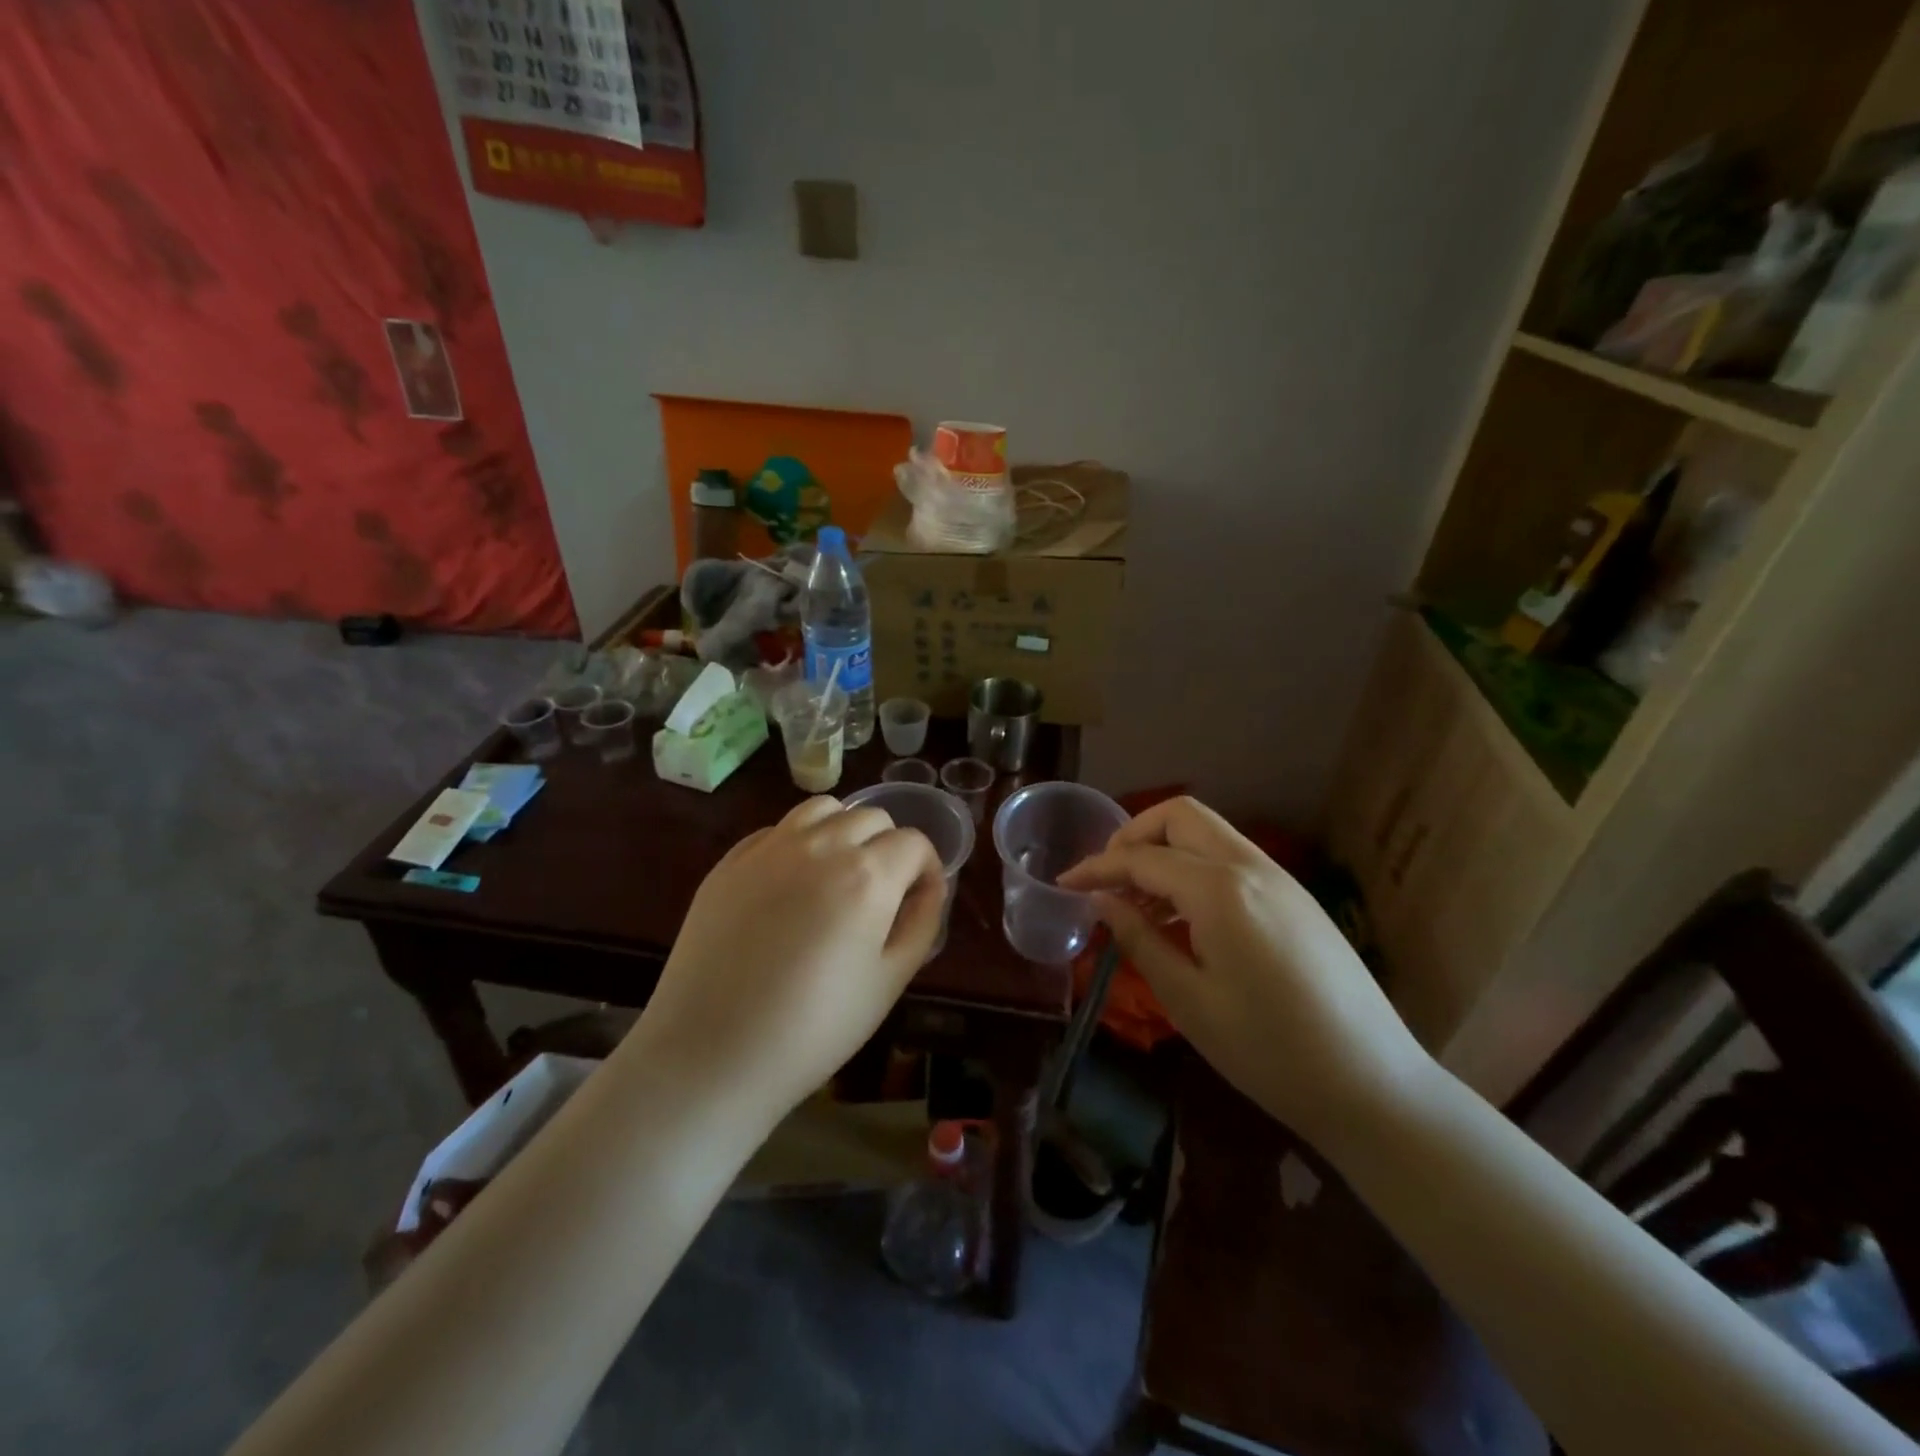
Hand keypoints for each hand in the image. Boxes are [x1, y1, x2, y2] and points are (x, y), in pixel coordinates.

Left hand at [634, 796, 946, 1125]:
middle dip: (889, 846)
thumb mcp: (889, 981)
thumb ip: (921, 921)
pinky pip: (778, 829)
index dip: (926, 868)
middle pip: (872, 817)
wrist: (711, 1053)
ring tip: (838, 873)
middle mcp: (821, 846)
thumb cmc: (814, 1028)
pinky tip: (791, 884)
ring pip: (823, 810)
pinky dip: (799, 842)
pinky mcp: (731, 861)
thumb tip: (928, 885)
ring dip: (843, 830)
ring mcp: (770, 848)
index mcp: (867, 875)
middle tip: (881, 892)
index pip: (914, 842)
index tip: (919, 897)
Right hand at [1059, 796, 1431, 1140]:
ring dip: (1165, 851)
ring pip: (1209, 833)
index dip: (1097, 867)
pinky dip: (1195, 869)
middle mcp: (1252, 867)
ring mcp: (1281, 879)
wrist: (1375, 1087)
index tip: (1064, 882)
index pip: (1142, 858)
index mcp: (1220, 890)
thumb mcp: (1189, 1001)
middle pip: (1180, 817)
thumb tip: (1102, 902)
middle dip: (1134, 836)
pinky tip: (1183, 918)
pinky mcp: (1298, 899)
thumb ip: (1139, 940)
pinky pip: (1232, 860)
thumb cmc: (1270, 1052)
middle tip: (1107, 879)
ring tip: (1138, 903)